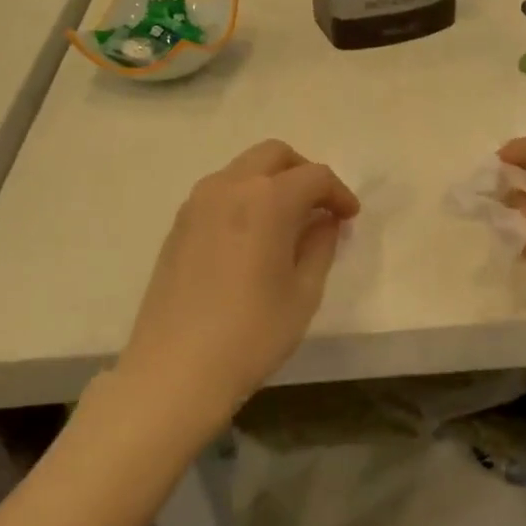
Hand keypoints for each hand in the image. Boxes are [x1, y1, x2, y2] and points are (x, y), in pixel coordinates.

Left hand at [115, 140, 358, 425]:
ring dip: (272, 182)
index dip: (339, 193)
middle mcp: (229, 188)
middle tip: (321, 208)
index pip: (314, 176)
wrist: (176, 370)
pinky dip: (246, 198)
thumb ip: (319, 246)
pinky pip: (220, 192)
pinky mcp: (178, 226)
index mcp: (267, 200)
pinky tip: (255, 237)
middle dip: (304, 173)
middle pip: (274, 155)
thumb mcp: (303, 293)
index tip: (350, 218)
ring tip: (289, 222)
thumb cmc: (252, 334)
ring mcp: (197, 204)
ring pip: (243, 169)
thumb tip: (324, 221)